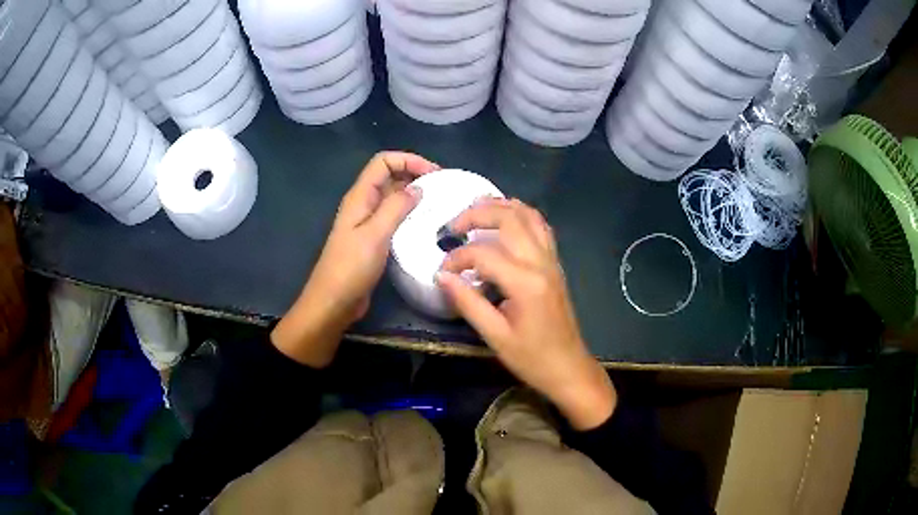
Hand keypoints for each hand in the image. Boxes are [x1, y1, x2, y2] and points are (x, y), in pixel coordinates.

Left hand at [272, 152, 438, 366]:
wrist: (333, 302)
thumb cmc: (351, 268)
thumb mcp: (375, 234)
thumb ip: (396, 207)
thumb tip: (418, 188)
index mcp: (360, 197)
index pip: (383, 162)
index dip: (408, 160)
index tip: (434, 174)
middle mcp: (363, 204)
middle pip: (389, 176)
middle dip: (415, 174)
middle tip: (443, 188)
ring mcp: (367, 222)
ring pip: (393, 197)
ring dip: (414, 195)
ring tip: (439, 205)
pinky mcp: (373, 239)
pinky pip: (393, 217)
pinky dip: (410, 215)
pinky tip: (426, 226)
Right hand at [436, 199, 616, 429]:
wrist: (569, 368)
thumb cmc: (532, 358)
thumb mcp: (495, 336)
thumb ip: (467, 302)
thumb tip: (441, 275)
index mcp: (525, 282)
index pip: (483, 253)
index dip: (457, 258)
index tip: (442, 272)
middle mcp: (541, 262)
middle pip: (509, 218)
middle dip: (477, 214)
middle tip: (452, 226)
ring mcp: (552, 261)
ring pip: (529, 216)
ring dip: (502, 206)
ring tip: (475, 209)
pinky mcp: (555, 265)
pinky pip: (540, 228)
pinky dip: (521, 216)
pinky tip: (505, 221)